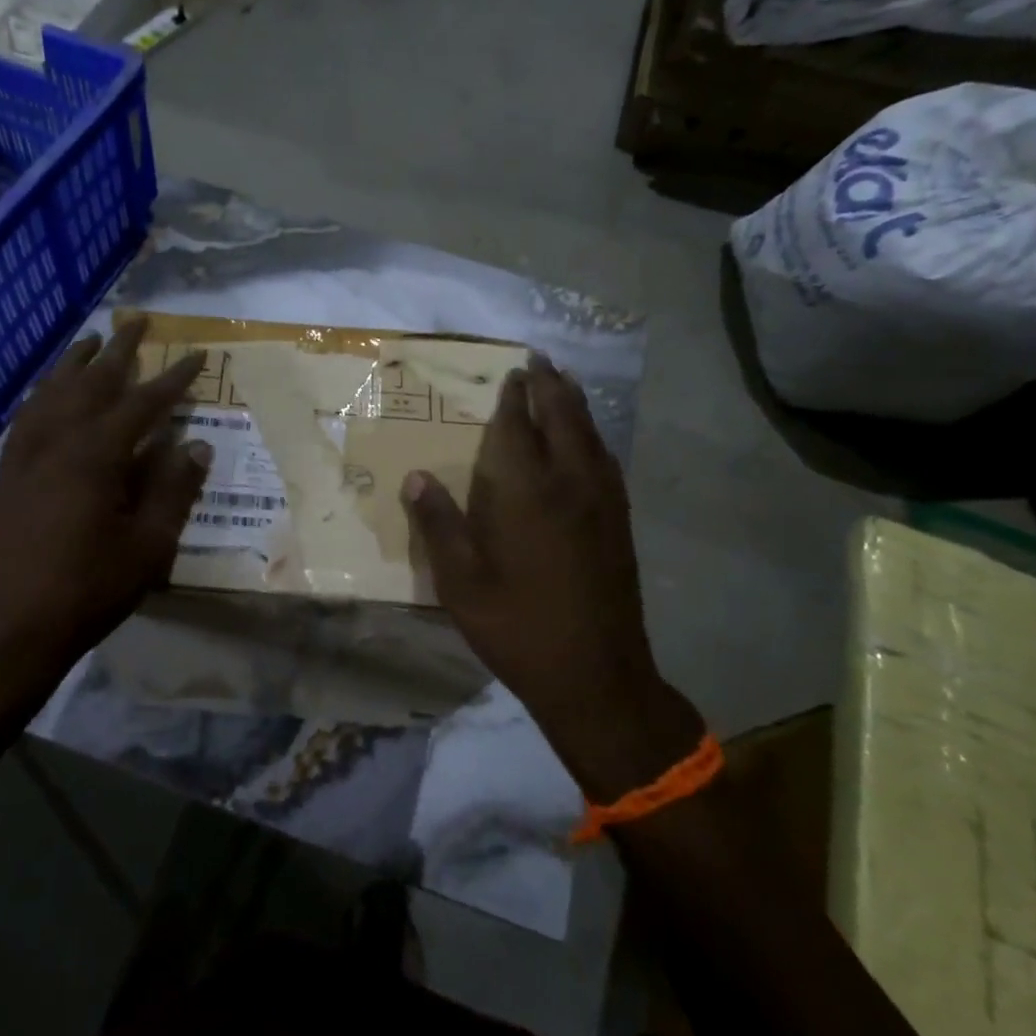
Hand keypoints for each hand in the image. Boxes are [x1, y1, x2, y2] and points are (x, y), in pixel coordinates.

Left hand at [0, 317, 208, 711]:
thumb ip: (173, 491)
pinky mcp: (7, 474)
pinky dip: (42, 394)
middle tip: (137, 320)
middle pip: (91, 382)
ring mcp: (26, 456)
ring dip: (74, 363)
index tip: (196, 355)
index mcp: (96, 456)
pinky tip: (48, 392)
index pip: (143, 404)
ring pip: (52, 393)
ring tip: (91, 340)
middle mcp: (57, 442)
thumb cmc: (87, 589)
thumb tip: (196, 446)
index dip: (173, 379)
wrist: (8, 628)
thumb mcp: (148, 546)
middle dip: (119, 351)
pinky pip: (26, 417)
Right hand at [401, 354, 702, 798]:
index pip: (518, 428)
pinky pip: (606, 460)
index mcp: (527, 494)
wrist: (596, 676)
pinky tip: (587, 441)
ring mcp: (603, 502)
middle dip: (550, 385)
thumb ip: (439, 526)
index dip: (514, 398)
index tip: (511, 372)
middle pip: (564, 418)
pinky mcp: (619, 522)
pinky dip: (592, 435)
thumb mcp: (462, 584)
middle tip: (538, 360)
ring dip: (575, 404)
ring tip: (562, 384)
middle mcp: (571, 484)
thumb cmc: (518, 628)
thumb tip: (416, 478)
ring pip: (591, 435)